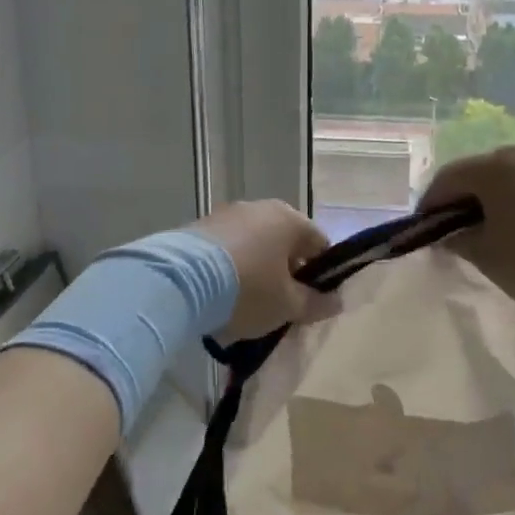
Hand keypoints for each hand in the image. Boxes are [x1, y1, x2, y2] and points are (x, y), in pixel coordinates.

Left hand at [189, 200, 336, 340]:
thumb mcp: (287, 306)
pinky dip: (228, 268)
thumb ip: (315, 303)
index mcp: (289, 219)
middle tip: (279, 306)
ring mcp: (226, 214)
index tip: (311, 301)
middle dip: (285, 273)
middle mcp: (260, 208)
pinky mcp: (198, 227)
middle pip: (284, 242)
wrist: (179, 281)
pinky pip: (225, 249)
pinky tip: (218, 294)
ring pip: (253, 244)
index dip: (321, 274)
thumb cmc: (248, 290)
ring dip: (255, 269)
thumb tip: (336, 301)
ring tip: (244, 304)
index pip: (319, 243)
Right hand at [421, 145, 514, 323]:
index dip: (431, 203)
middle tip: (460, 231)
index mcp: (495, 166)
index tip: (425, 229)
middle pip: (483, 172)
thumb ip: (459, 240)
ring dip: (501, 199)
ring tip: (500, 230)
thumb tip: (449, 234)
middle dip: (466, 200)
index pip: (448, 178)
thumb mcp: (488, 257)